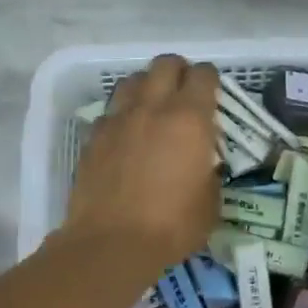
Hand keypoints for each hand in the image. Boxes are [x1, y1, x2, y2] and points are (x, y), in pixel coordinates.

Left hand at [64, 54, 220, 274]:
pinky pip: (111, 111)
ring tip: (153, 107)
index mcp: (190, 119)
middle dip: (178, 71)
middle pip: (165, 64)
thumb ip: (209, 172)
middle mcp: (153, 108)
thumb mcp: (210, 203)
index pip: (203, 75)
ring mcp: (119, 119)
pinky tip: (126, 136)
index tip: (213, 93)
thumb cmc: (172, 226)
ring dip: (147, 86)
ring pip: (133, 80)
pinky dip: (122, 116)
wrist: (111, 244)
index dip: (211, 80)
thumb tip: (201, 165)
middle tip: (184, 92)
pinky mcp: (94, 137)